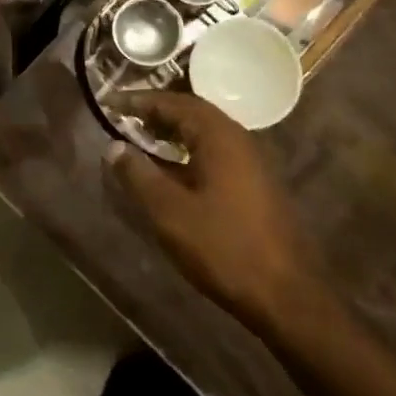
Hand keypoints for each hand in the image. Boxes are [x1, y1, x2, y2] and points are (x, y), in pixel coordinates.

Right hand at [102, 92, 326, 334]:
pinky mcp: (255, 186)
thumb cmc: (223, 247)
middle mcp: (239, 140)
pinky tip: (171, 172)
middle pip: (192, 113)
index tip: (110, 103)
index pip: (175, 102)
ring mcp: (251, 163)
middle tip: (123, 119)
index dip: (140, 100)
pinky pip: (214, 153)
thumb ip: (138, 175)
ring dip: (172, 133)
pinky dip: (187, 152)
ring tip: (140, 142)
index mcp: (219, 137)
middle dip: (156, 113)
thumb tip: (113, 146)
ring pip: (205, 134)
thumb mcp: (169, 212)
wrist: (286, 295)